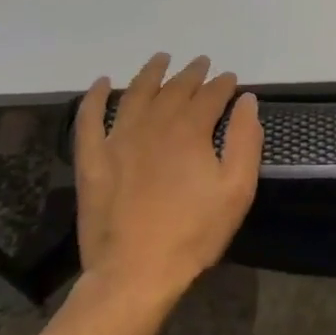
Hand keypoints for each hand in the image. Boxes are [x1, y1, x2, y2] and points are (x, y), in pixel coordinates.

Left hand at [72, 53, 262, 303]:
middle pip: (175, 88)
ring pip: (136, 93)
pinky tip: (102, 83)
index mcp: (190, 129)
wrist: (134, 274)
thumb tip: (246, 101)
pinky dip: (95, 98)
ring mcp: (119, 139)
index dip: (223, 84)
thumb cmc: (193, 233)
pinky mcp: (93, 160)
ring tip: (161, 59)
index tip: (231, 80)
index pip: (211, 95)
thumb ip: (246, 140)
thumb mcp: (237, 190)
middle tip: (201, 63)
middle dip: (192, 74)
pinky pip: (89, 120)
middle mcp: (154, 123)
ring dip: (150, 73)